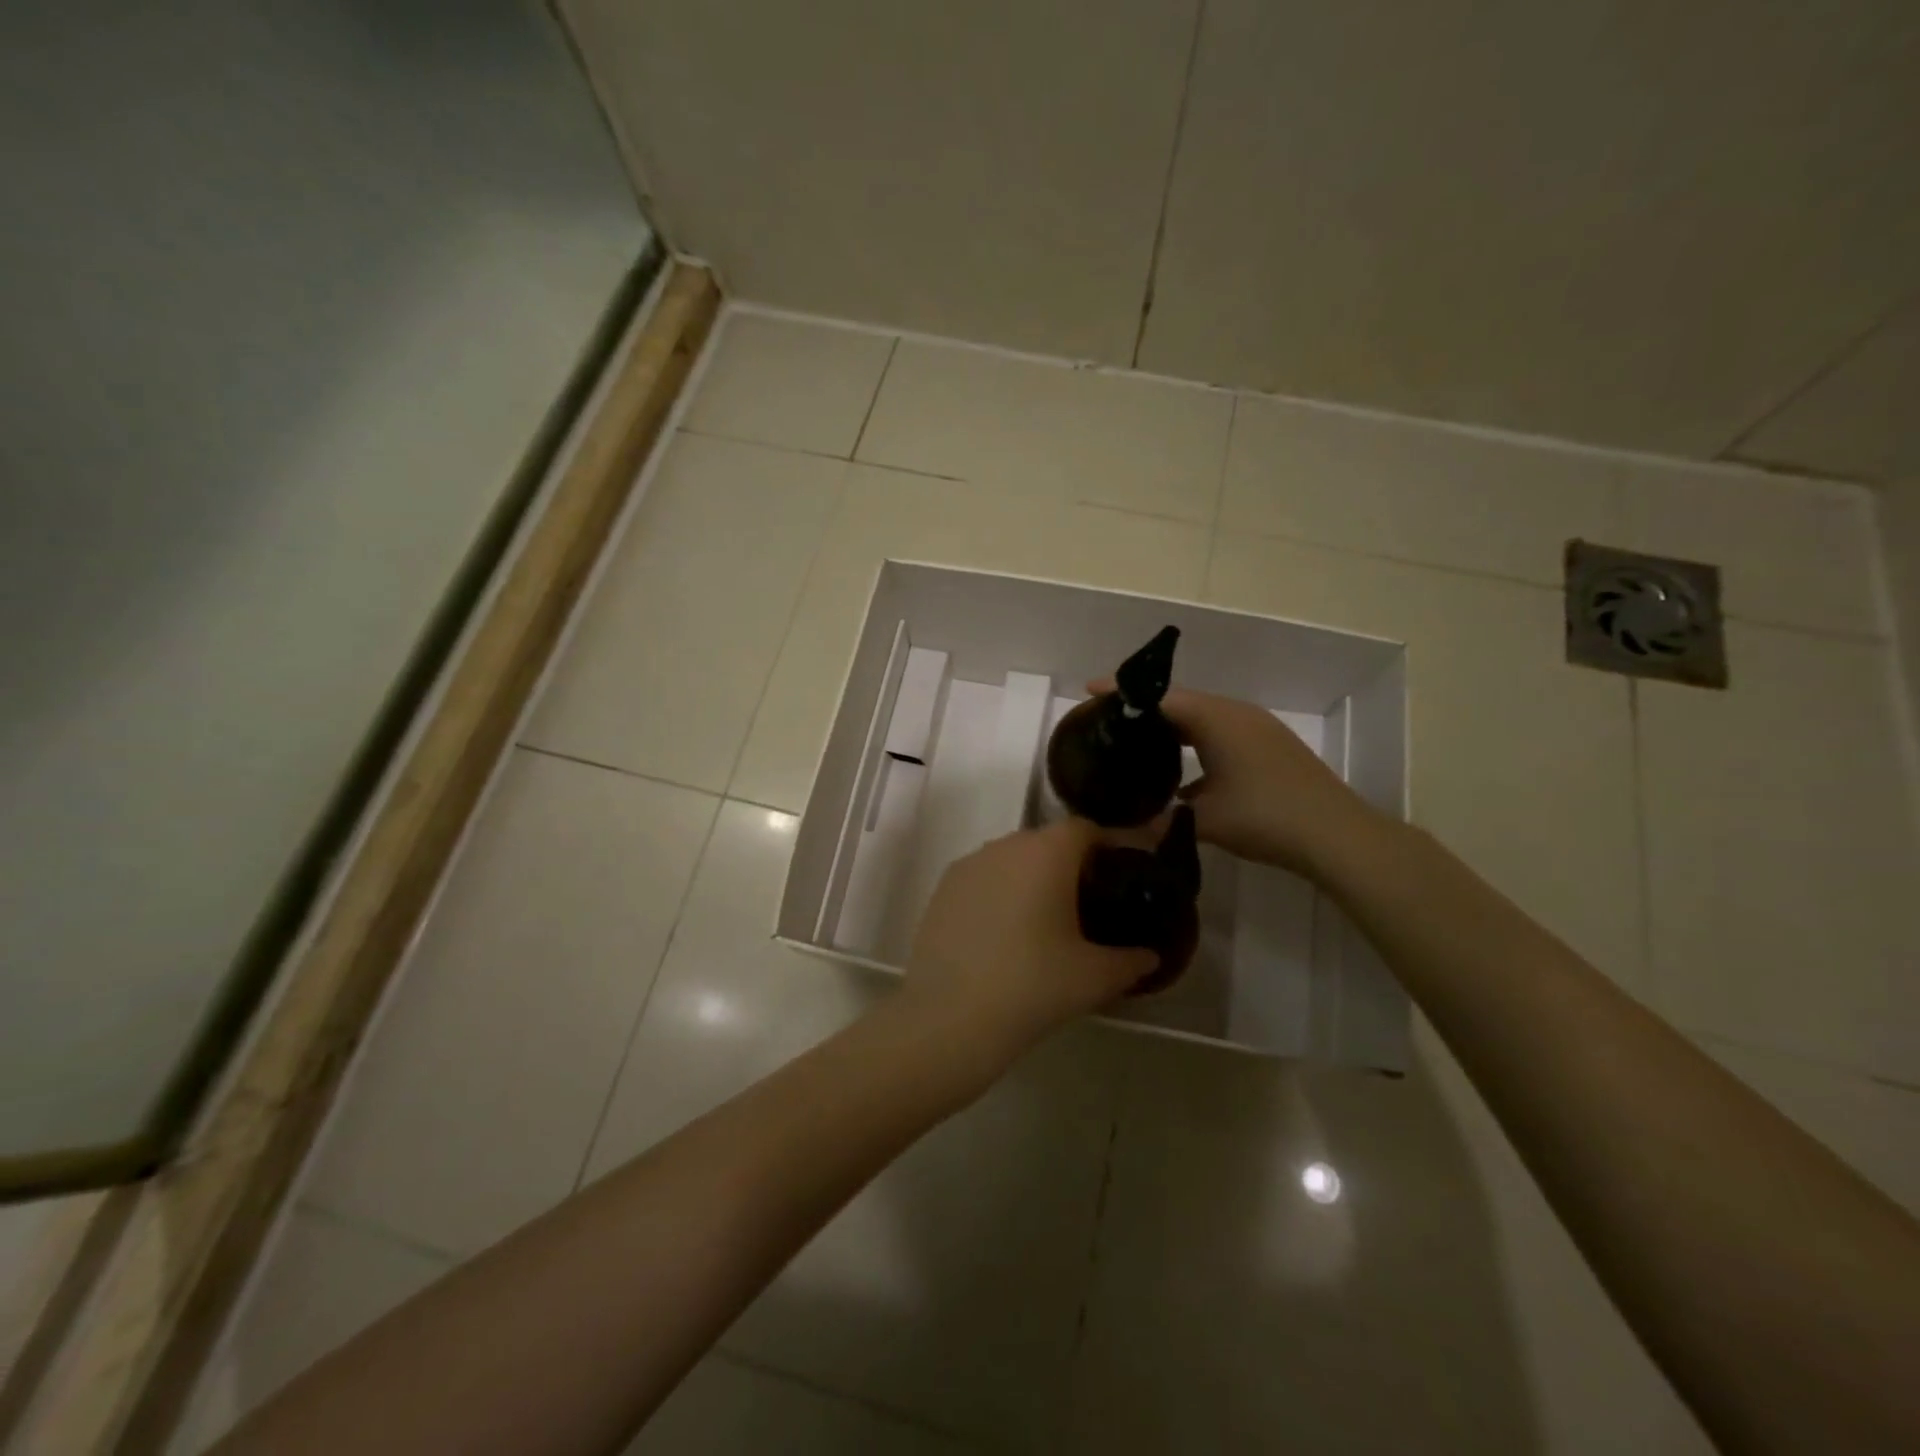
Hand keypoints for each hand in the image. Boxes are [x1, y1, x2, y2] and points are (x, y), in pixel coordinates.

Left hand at [904, 819, 1156, 1066]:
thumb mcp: (1096, 977)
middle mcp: (1006, 845)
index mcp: (1047, 852)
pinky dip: (1000, 894)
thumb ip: (1131, 960)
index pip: (1085, 829)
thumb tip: (1149, 956)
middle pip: (1047, 841)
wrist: (950, 1017)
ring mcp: (969, 865)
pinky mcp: (942, 889)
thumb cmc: (1033, 986)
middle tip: (1089, 902)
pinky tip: (1005, 934)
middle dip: (1071, 864)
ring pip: (1012, 859)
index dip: (1109, 845)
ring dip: (1032, 878)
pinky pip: (983, 879)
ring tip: (1046, 920)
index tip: (1124, 873)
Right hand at [1089, 679, 1383, 877]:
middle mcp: (1236, 714)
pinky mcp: (1269, 747)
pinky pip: (1221, 733)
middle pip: (1181, 702)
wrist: (1336, 833)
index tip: (1089, 689)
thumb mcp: (1204, 820)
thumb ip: (1162, 818)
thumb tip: (1127, 828)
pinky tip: (1183, 772)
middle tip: (1109, 718)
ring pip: (1203, 718)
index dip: (1123, 693)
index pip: (1160, 697)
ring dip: (1173, 726)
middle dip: (1145, 708)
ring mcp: (1257, 729)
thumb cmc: (1265, 816)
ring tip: (1140, 740)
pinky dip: (1197, 743)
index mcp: (1216, 719)